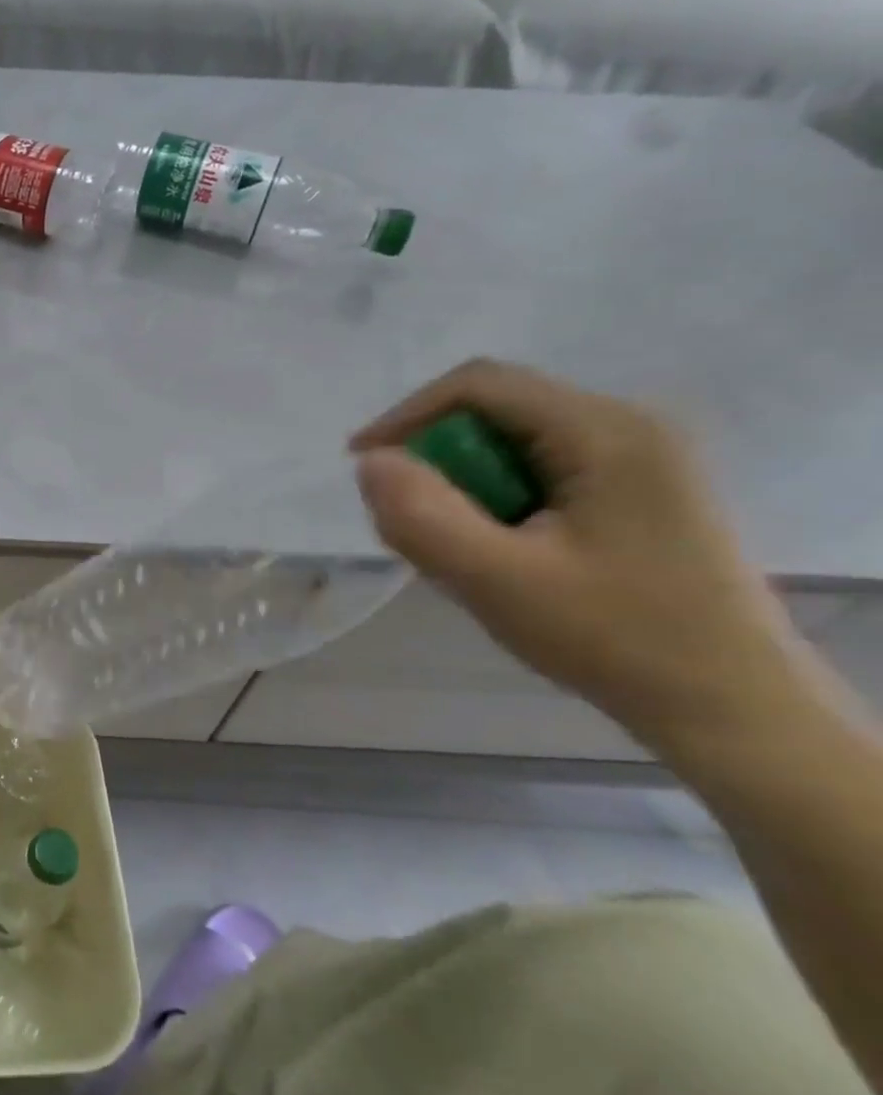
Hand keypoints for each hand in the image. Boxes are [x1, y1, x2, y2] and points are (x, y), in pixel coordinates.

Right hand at [351, 359, 812, 752]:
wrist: (732, 708)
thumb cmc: (615, 639)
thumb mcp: (497, 581)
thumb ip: (422, 517)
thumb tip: (370, 462)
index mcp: (605, 431)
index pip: (479, 385)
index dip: (405, 416)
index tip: (362, 467)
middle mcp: (628, 426)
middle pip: (495, 411)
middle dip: (438, 460)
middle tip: (414, 524)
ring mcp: (640, 458)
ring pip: (512, 444)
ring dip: (465, 486)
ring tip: (458, 549)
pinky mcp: (637, 491)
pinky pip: (539, 471)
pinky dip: (497, 501)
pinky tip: (500, 553)